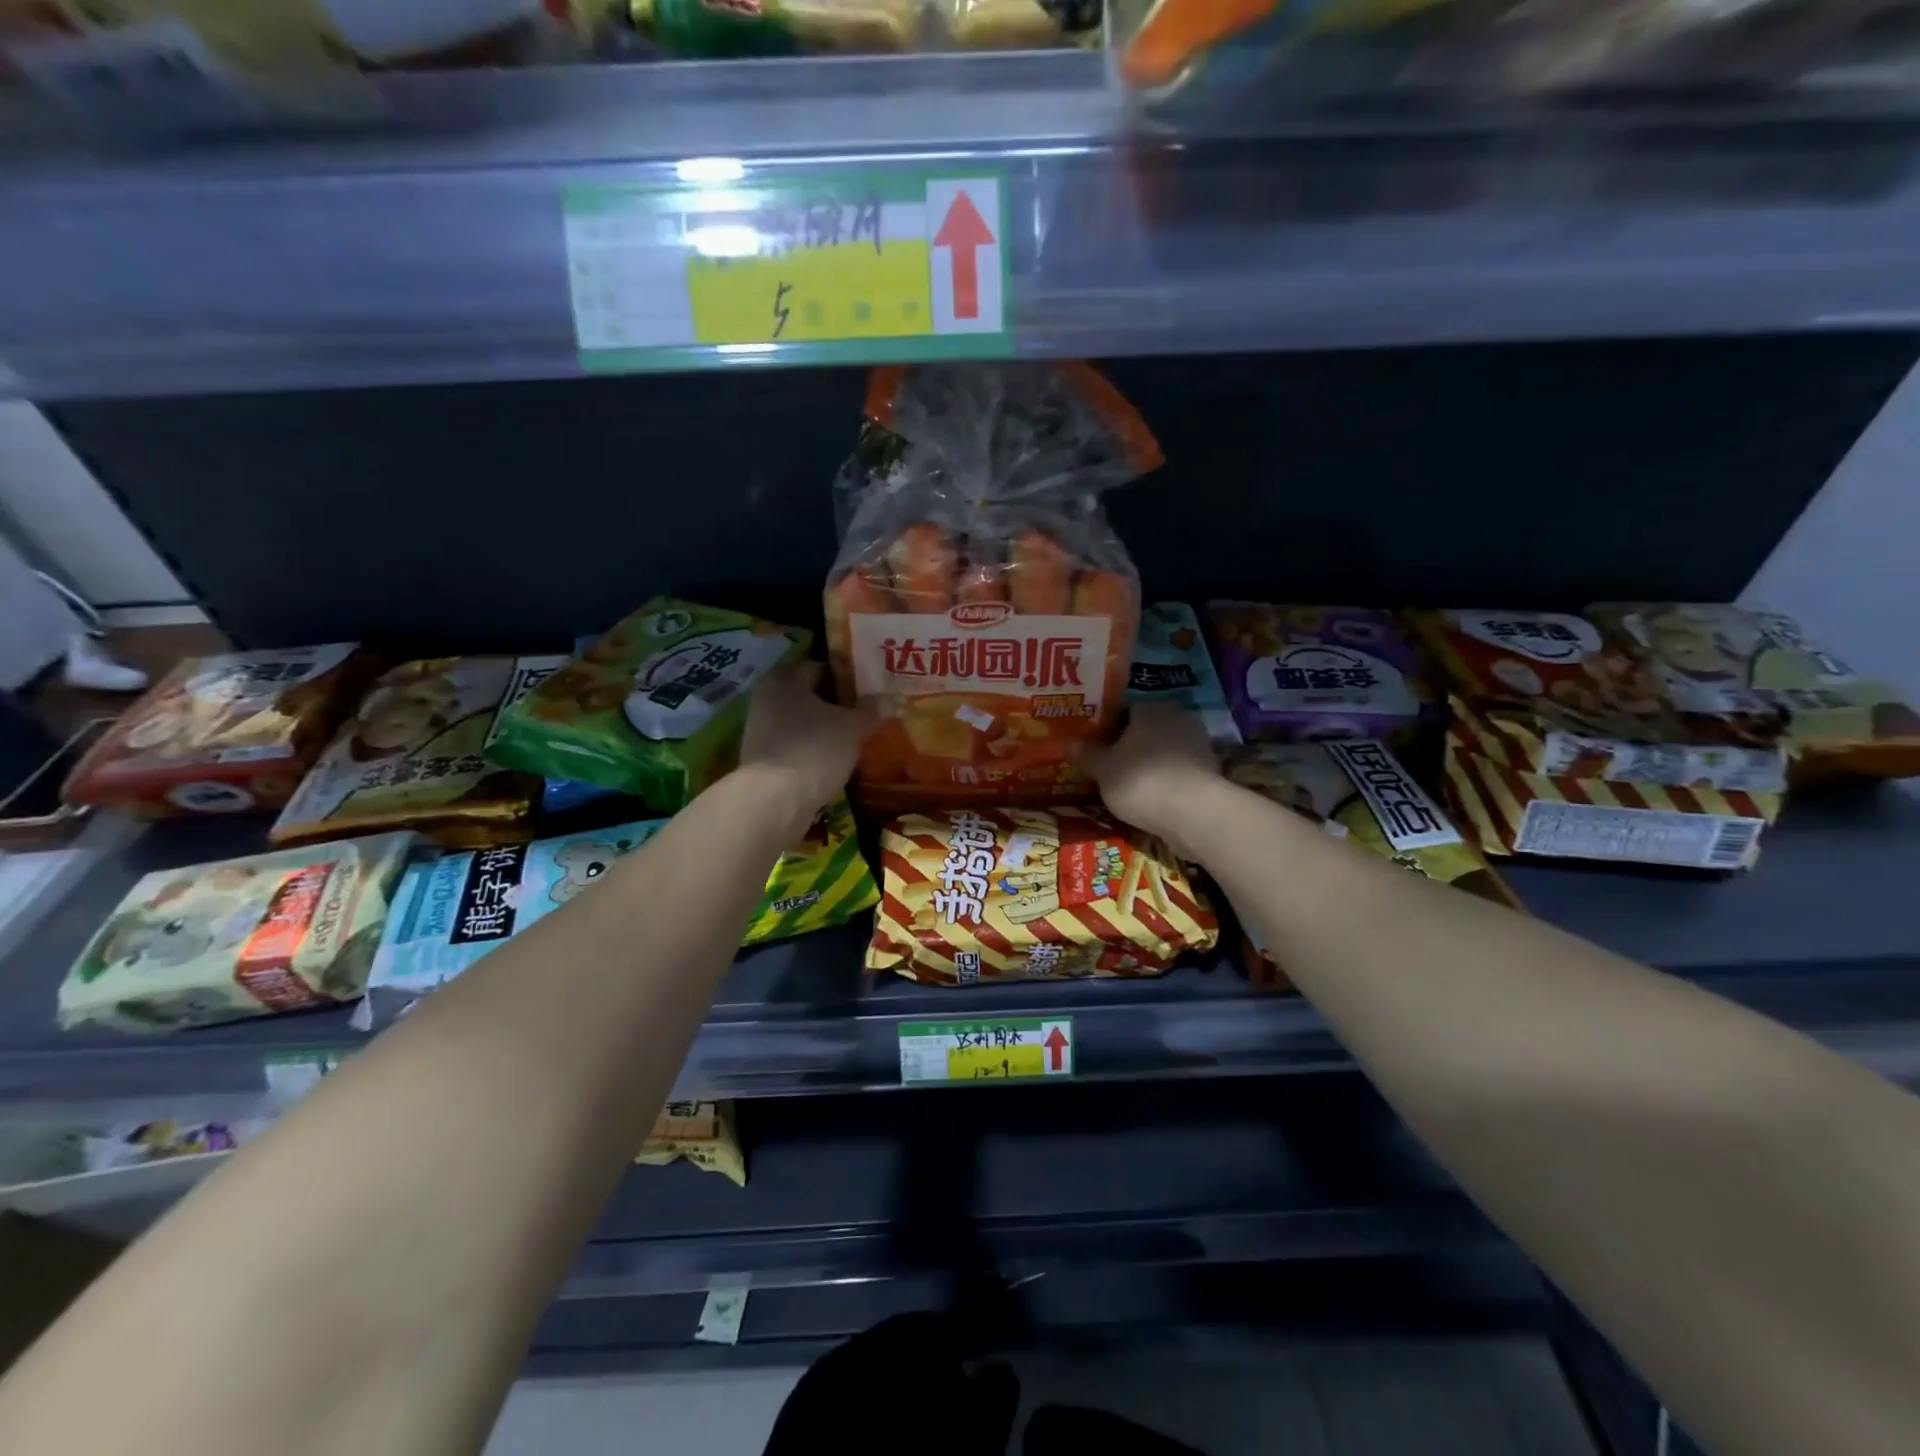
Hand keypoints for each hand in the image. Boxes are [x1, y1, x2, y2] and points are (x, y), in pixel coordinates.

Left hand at [738, 662, 876, 837]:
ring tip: (857, 737)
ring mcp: (762, 732)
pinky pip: (797, 746)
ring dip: (827, 728)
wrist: (775, 801)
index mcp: (784, 680)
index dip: (848, 675)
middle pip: (811, 695)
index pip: (821, 667)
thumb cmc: (814, 749)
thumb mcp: (852, 727)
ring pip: (804, 722)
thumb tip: (886, 699)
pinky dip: (815, 749)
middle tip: (869, 712)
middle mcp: (767, 699)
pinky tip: (836, 759)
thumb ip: (870, 710)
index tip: (871, 687)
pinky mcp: (764, 760)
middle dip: (838, 704)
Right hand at [1079, 702, 1220, 848]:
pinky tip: (1154, 797)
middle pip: (1149, 729)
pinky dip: (1168, 780)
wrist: (1193, 812)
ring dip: (1152, 763)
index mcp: (1150, 708)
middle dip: (1133, 745)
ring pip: (1166, 750)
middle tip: (1112, 765)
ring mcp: (1198, 744)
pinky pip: (1180, 771)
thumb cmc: (1140, 780)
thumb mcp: (1103, 769)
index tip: (1098, 746)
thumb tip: (1067, 743)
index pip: (1127, 709)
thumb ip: (1087, 754)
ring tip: (1131, 784)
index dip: (1110, 727)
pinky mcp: (1210, 771)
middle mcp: (1178, 718)